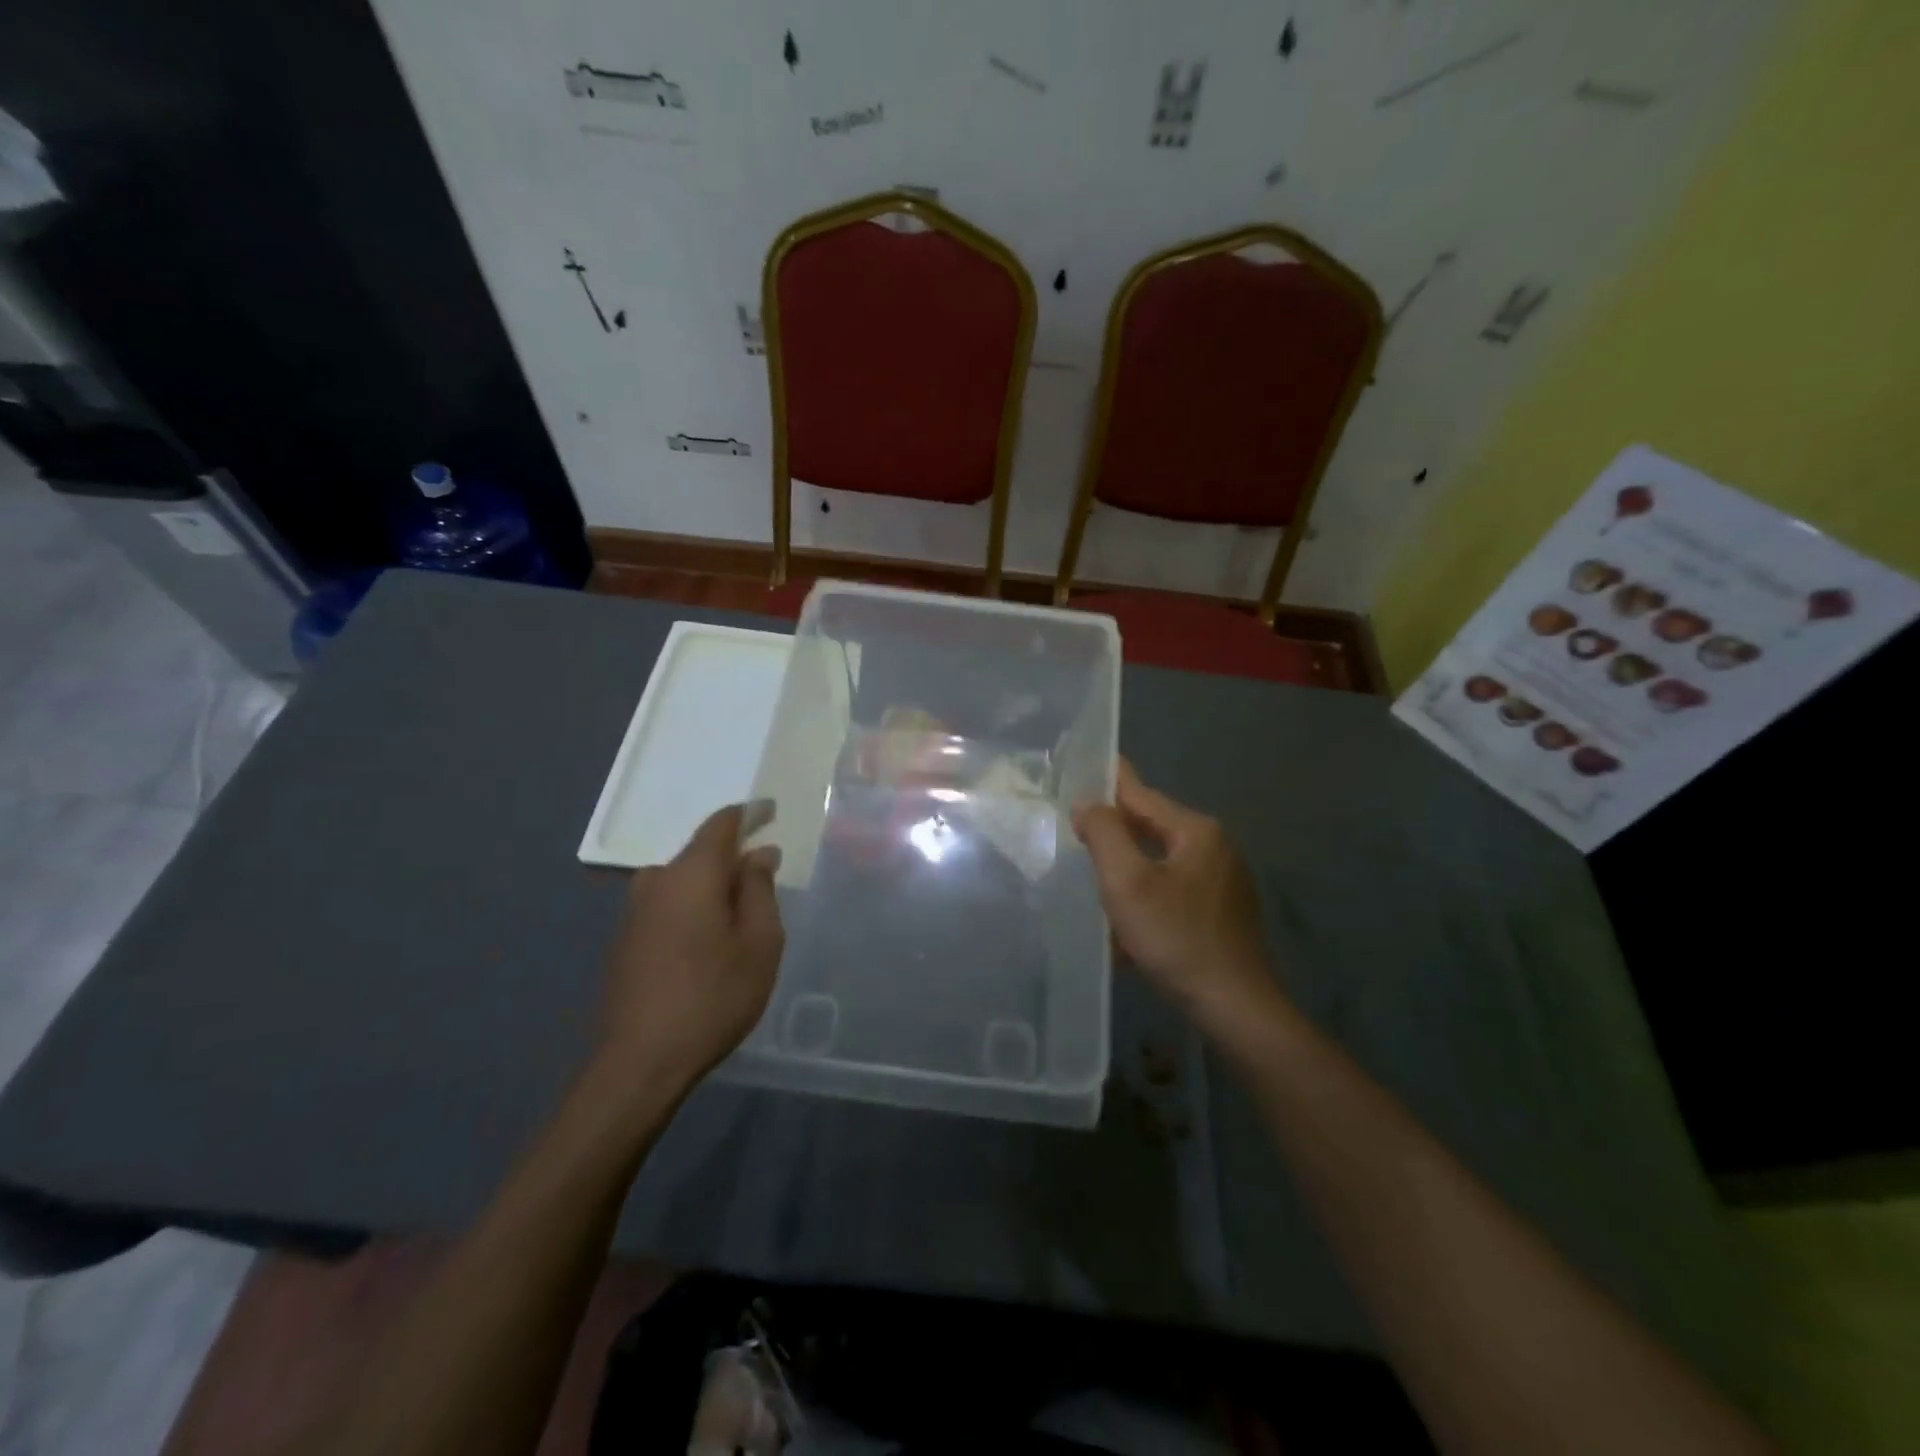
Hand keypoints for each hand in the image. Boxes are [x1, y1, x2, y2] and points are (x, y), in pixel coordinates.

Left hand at [595, 803, 784, 1101]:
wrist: (640, 1061)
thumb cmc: (713, 996)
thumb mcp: (759, 942)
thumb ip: (760, 889)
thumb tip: (758, 854)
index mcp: (692, 873)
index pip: (722, 824)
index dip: (749, 814)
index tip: (770, 810)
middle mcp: (657, 881)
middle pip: (701, 853)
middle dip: (734, 857)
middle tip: (764, 875)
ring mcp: (634, 911)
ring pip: (684, 881)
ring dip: (713, 886)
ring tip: (740, 913)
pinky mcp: (625, 938)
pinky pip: (669, 904)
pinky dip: (693, 907)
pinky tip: (708, 938)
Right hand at [1072, 761, 1280, 1034]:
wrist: (1234, 1006)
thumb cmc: (1175, 938)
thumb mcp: (1127, 882)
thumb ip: (1104, 834)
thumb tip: (1089, 804)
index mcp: (1197, 831)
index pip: (1141, 795)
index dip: (1108, 784)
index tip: (1084, 769)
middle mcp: (1216, 847)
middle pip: (1153, 827)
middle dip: (1116, 831)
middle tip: (1078, 832)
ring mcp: (1225, 880)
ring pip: (1162, 861)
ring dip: (1130, 868)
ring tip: (1098, 878)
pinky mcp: (1225, 911)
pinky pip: (1175, 889)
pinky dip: (1149, 894)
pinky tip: (1130, 921)